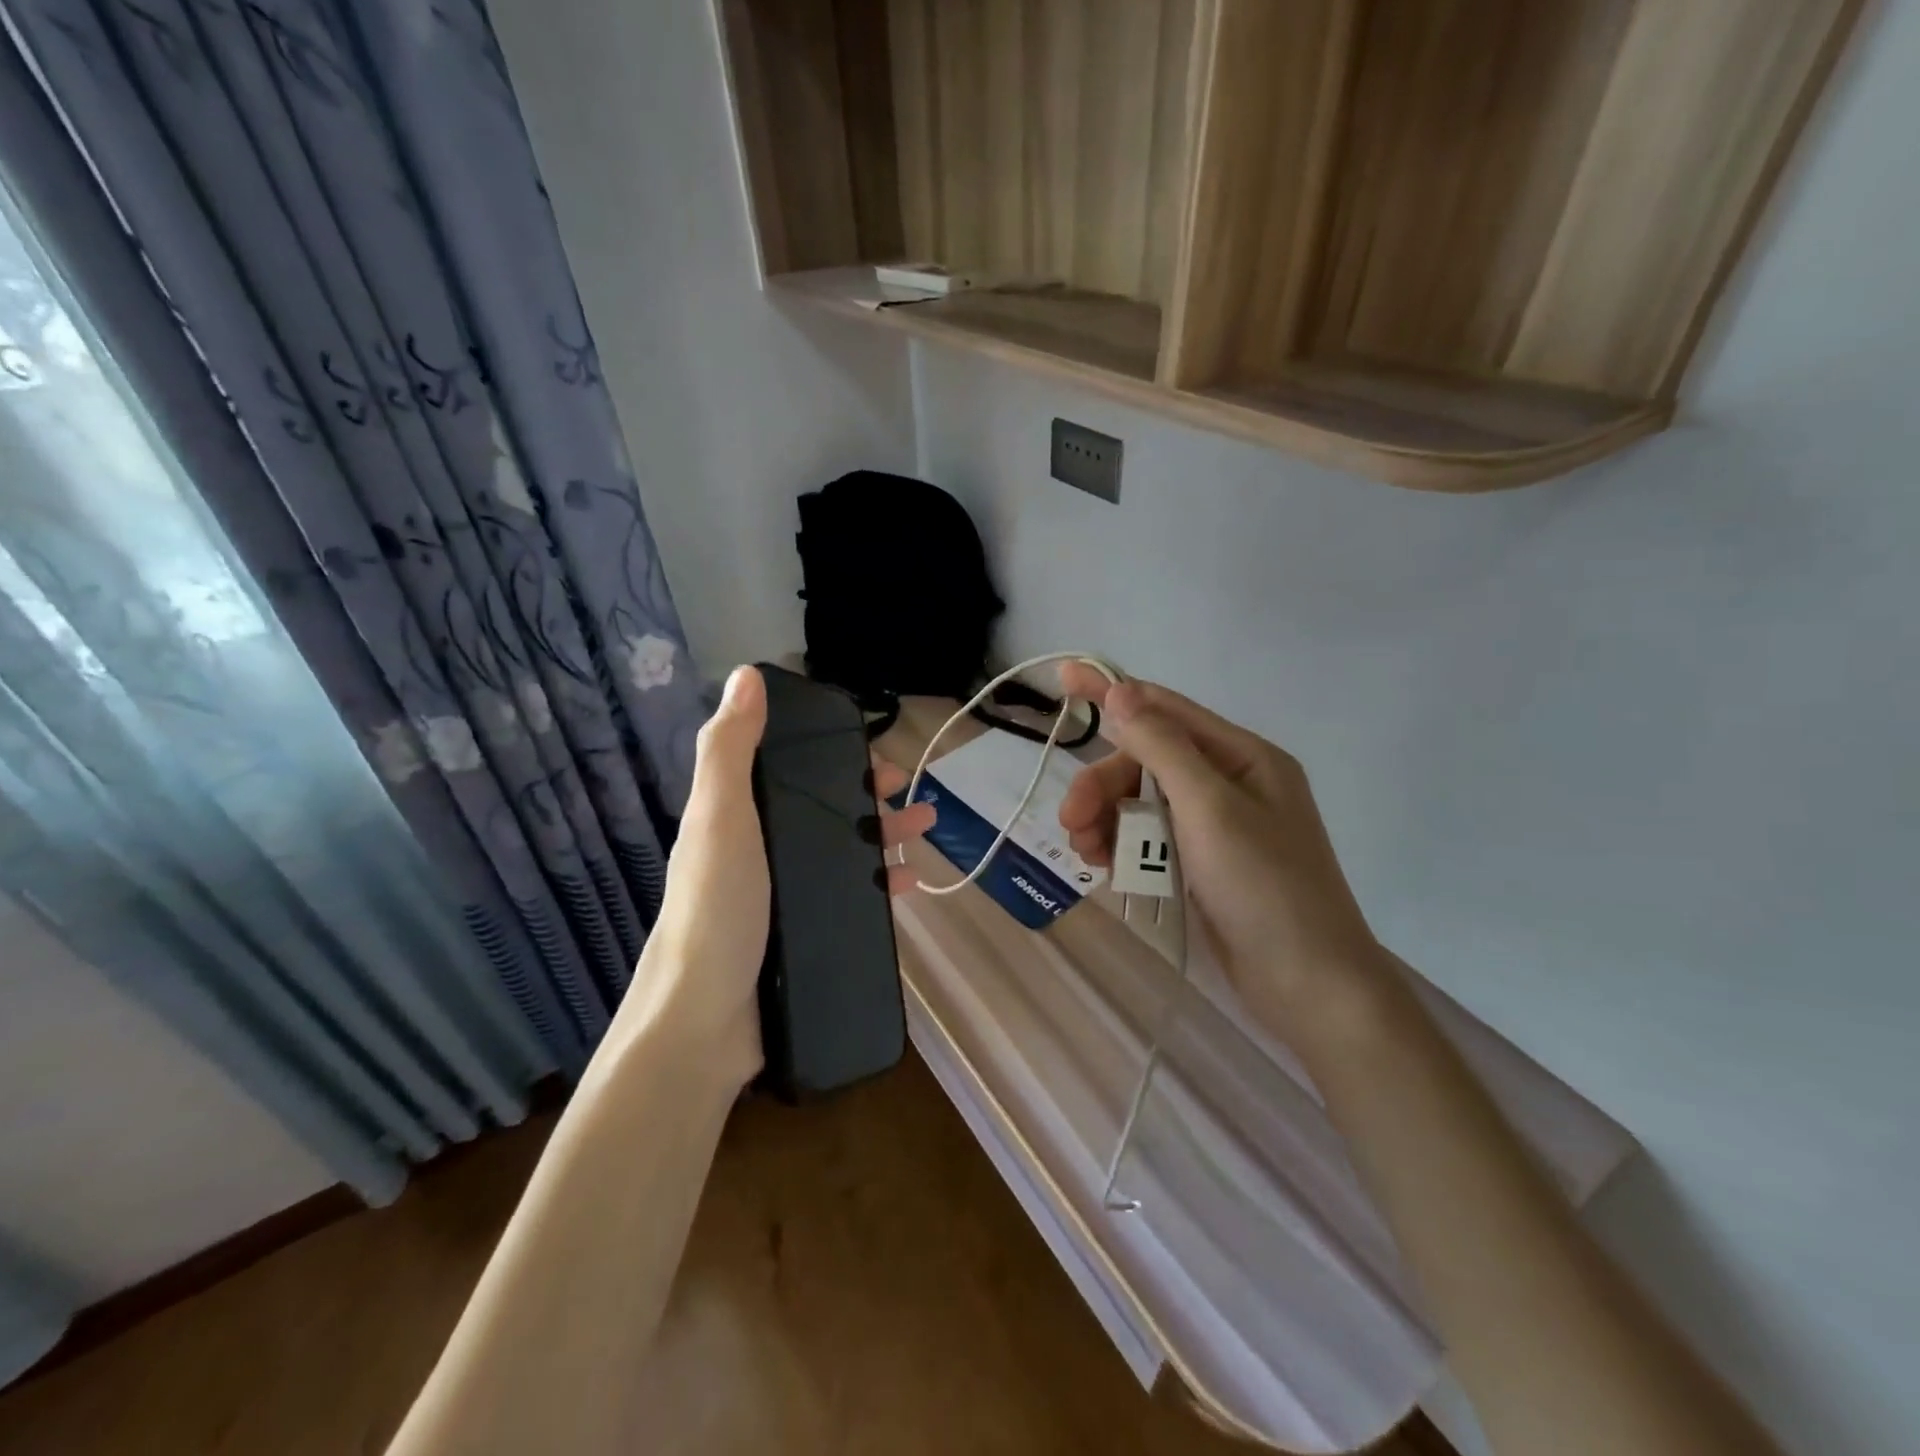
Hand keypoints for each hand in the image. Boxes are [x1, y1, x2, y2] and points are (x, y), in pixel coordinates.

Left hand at [618, 666, 935, 1084]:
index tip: (872, 754)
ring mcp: (783, 896)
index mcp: (737, 817)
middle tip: (912, 798)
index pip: (790, 770)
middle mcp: (759, 851)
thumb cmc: (716, 909)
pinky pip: (851, 897)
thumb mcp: (720, 817)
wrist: (704, 1022)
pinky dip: (881, 885)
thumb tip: (746, 674)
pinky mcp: (805, 934)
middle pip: (824, 810)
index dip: (832, 755)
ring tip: (925, 833)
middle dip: (871, 798)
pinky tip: (910, 885)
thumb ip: (730, 748)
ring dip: (885, 836)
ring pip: (844, 851)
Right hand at [1056, 665, 1384, 1039]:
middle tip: (1071, 821)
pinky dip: (1123, 846)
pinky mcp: (1202, 865)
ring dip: (1107, 819)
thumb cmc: (1263, 886)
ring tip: (1085, 852)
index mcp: (1243, 757)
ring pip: (1141, 803)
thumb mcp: (1209, 807)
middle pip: (1146, 763)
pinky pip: (1149, 838)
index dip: (1112, 692)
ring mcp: (1215, 827)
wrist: (1306, 986)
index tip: (1063, 677)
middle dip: (1103, 786)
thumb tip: (1119, 691)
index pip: (1165, 709)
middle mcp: (1229, 783)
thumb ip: (1161, 746)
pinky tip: (1105, 866)